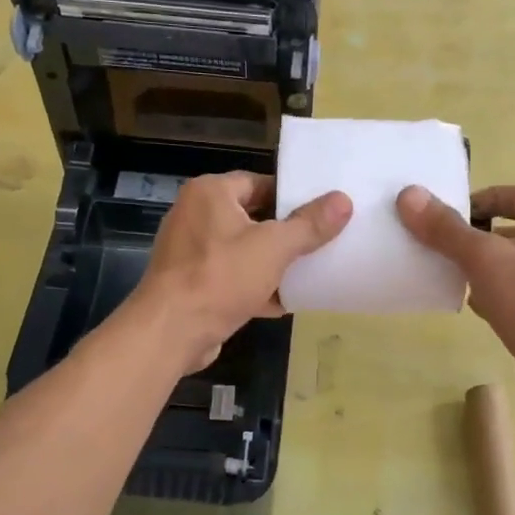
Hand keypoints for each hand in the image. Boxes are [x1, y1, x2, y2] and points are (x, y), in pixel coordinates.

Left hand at [135, 172, 351, 373]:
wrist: (170, 332)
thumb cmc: (220, 277)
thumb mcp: (274, 247)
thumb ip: (309, 225)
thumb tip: (343, 200)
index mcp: (210, 193)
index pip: (259, 182)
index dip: (291, 196)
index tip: (321, 211)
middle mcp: (195, 215)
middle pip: (252, 217)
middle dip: (285, 233)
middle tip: (322, 241)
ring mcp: (190, 252)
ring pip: (243, 250)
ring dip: (272, 263)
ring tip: (310, 271)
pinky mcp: (191, 284)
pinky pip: (231, 278)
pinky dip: (255, 287)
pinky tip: (284, 302)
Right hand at [397, 183, 514, 416]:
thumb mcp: (483, 257)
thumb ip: (446, 228)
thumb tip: (409, 194)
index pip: (514, 195)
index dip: (480, 198)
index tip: (446, 213)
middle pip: (509, 230)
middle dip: (474, 235)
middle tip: (438, 243)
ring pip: (509, 265)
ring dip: (480, 267)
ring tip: (446, 273)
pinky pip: (513, 295)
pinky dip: (490, 296)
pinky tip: (470, 307)